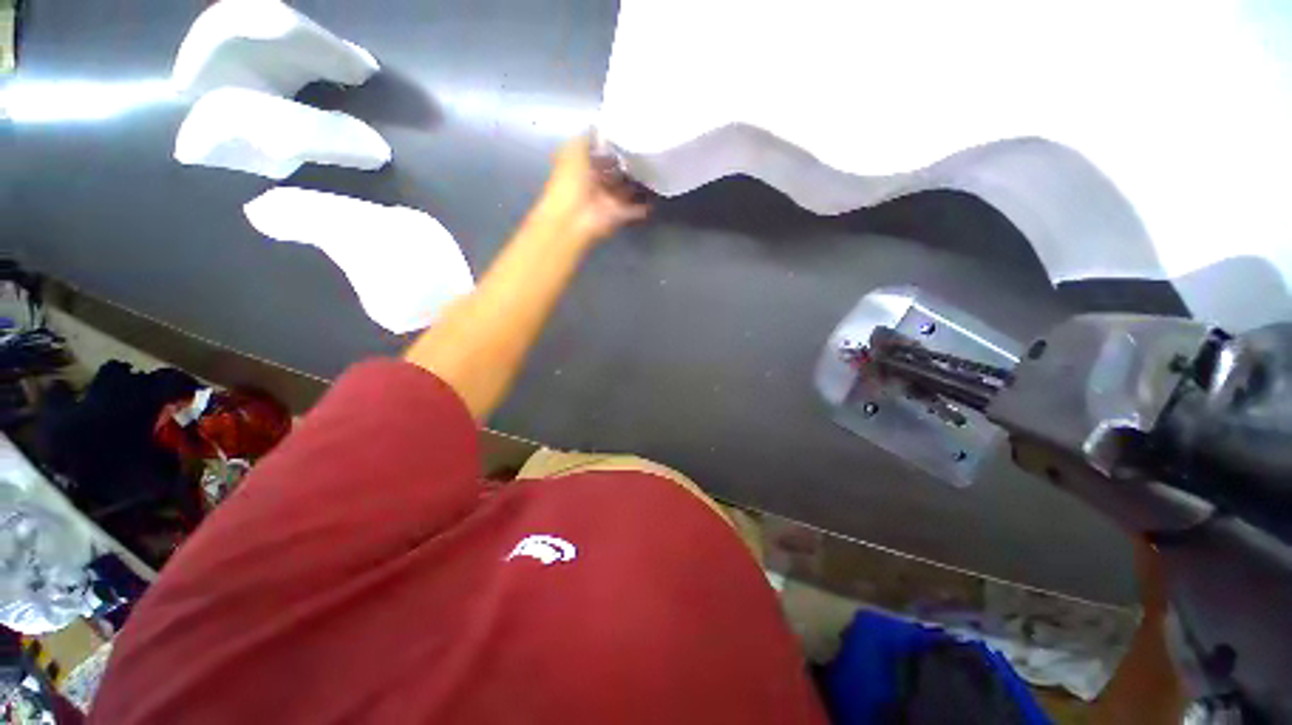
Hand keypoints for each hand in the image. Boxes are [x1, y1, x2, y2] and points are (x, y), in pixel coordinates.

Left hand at [533, 135, 650, 243]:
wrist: (573, 219)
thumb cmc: (570, 182)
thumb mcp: (573, 150)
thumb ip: (588, 138)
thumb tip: (601, 128)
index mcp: (582, 166)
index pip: (600, 154)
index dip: (613, 146)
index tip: (632, 135)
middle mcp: (595, 183)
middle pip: (616, 173)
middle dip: (630, 165)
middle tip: (650, 153)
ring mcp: (608, 201)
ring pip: (627, 191)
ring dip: (640, 185)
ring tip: (659, 171)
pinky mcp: (618, 216)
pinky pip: (635, 210)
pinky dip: (645, 207)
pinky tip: (657, 197)